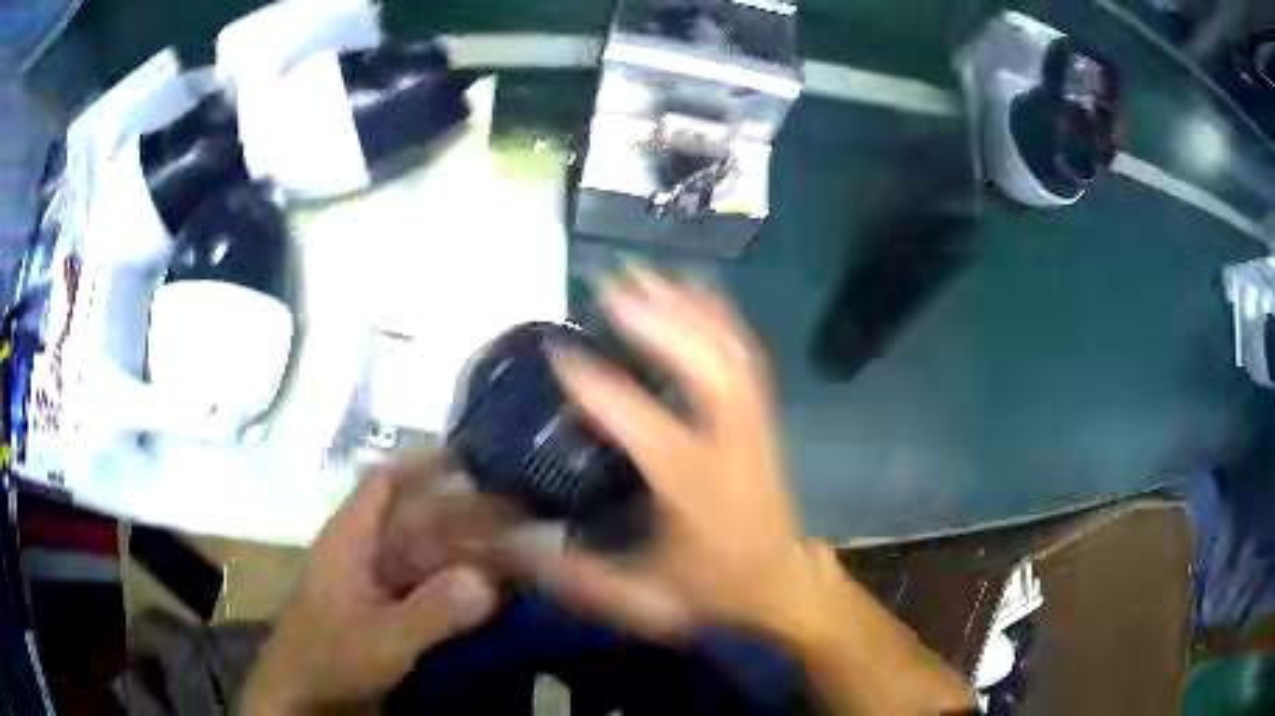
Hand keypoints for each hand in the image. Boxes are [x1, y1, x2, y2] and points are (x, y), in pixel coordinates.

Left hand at [243, 454, 497, 714]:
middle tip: (523, 515)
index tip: (475, 456)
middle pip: (422, 519)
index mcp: (352, 539)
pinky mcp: (397, 613)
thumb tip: (487, 579)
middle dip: (468, 514)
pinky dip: (467, 589)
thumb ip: (431, 611)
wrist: (309, 698)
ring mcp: (384, 585)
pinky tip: (501, 595)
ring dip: (473, 553)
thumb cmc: (330, 659)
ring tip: (524, 553)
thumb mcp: (380, 639)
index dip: (425, 463)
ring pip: (434, 556)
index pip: (386, 482)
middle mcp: (370, 553)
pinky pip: (438, 590)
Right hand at [531, 267, 824, 641]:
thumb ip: (579, 576)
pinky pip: (746, 354)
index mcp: (692, 483)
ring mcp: (753, 423)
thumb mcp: (645, 599)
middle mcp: (728, 442)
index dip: (597, 383)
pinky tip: (699, 292)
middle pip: (702, 363)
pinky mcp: (763, 417)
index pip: (640, 420)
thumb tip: (511, 549)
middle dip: (659, 317)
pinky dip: (722, 318)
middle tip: (614, 282)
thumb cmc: (713, 588)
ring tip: (649, 273)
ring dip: (688, 306)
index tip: (559, 351)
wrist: (781, 582)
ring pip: (727, 349)